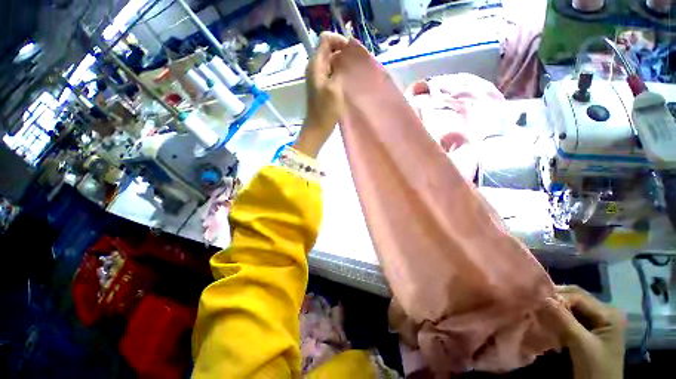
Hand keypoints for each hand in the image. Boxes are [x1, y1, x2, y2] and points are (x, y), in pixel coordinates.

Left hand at [294, 32, 348, 157]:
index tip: (352, 53)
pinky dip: (341, 74)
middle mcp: (316, 67)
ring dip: (344, 65)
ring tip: (355, 73)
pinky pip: (333, 73)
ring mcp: (319, 78)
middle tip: (357, 65)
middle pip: (330, 50)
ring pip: (333, 62)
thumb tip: (347, 54)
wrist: (318, 128)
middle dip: (344, 53)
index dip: (340, 41)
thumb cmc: (325, 110)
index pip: (326, 39)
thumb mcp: (334, 88)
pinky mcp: (323, 87)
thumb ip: (340, 68)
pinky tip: (349, 82)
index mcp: (316, 64)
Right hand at [544, 285, 625, 378]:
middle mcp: (604, 312)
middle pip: (575, 298)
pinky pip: (571, 316)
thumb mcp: (581, 344)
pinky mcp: (589, 329)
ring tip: (539, 310)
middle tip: (535, 302)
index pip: (579, 296)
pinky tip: (548, 320)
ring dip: (555, 308)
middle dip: (556, 300)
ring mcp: (597, 321)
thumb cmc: (596, 368)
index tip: (537, 300)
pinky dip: (558, 317)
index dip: (558, 296)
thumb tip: (542, 297)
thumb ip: (563, 319)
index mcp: (609, 313)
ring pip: (571, 307)